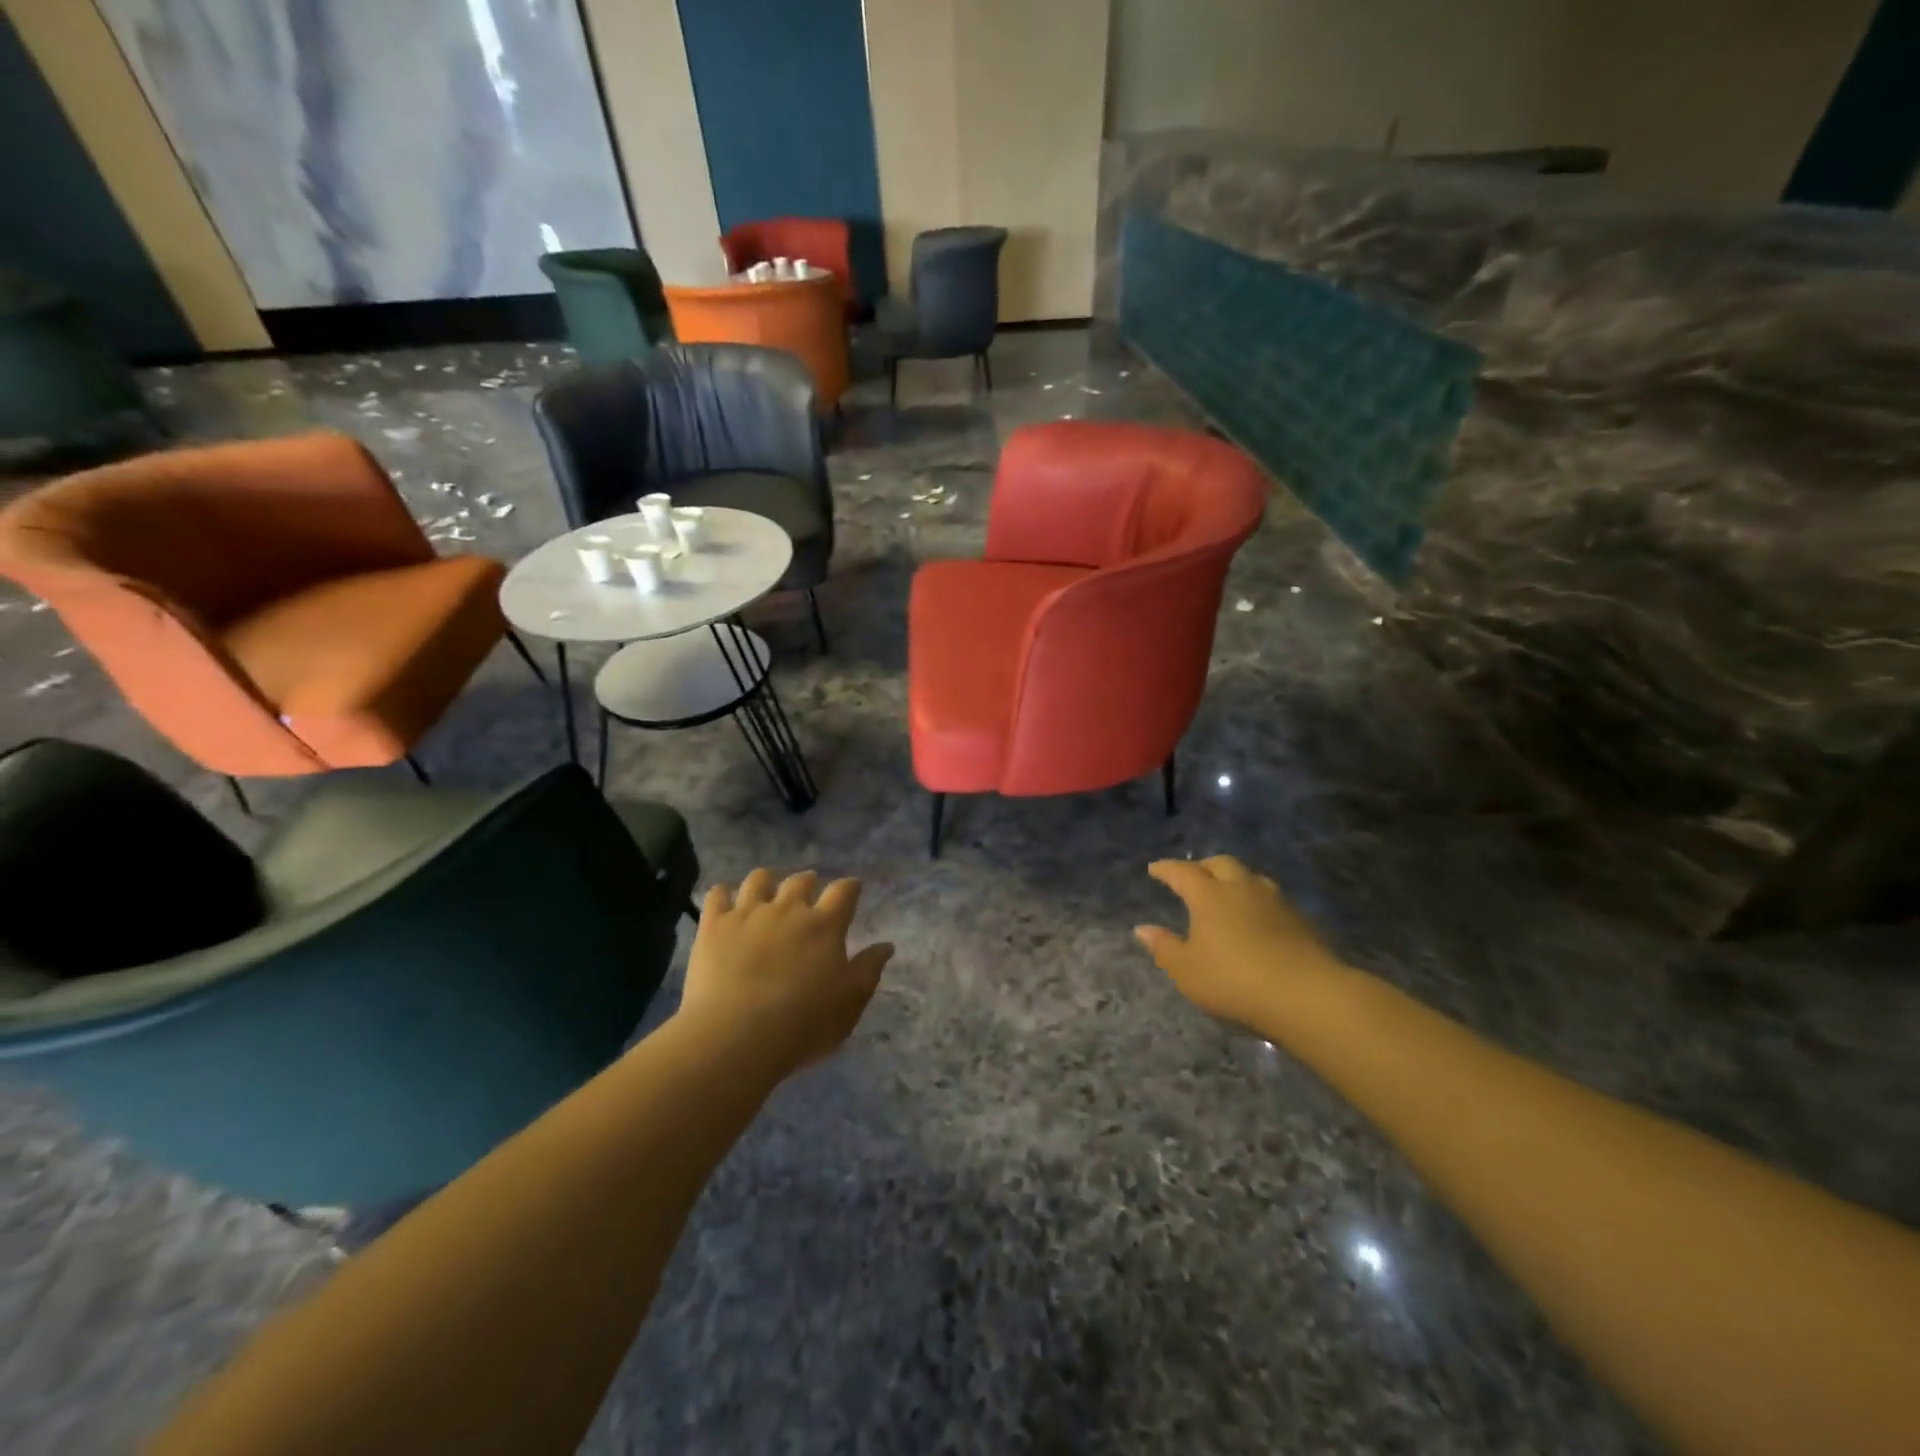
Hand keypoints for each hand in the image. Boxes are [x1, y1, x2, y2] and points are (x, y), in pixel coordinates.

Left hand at [676, 869, 894, 1077]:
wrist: (736, 1037)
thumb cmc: (803, 1024)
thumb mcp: (849, 1003)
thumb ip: (869, 969)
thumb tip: (886, 945)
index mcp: (825, 925)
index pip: (844, 891)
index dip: (850, 887)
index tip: (852, 891)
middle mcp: (788, 909)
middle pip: (801, 880)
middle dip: (808, 882)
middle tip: (808, 894)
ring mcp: (748, 913)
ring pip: (759, 879)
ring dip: (767, 882)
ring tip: (766, 893)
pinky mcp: (714, 925)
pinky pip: (717, 894)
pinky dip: (724, 894)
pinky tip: (726, 903)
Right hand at [1136, 856, 1348, 1031]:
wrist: (1307, 994)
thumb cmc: (1234, 980)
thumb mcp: (1187, 971)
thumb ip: (1164, 947)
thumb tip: (1142, 928)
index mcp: (1209, 895)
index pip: (1182, 872)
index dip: (1166, 869)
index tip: (1154, 868)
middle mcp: (1242, 888)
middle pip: (1220, 863)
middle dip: (1203, 866)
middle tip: (1192, 876)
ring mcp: (1275, 901)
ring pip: (1250, 877)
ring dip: (1234, 879)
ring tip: (1226, 892)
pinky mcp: (1301, 919)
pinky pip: (1271, 898)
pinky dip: (1256, 900)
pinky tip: (1256, 918)